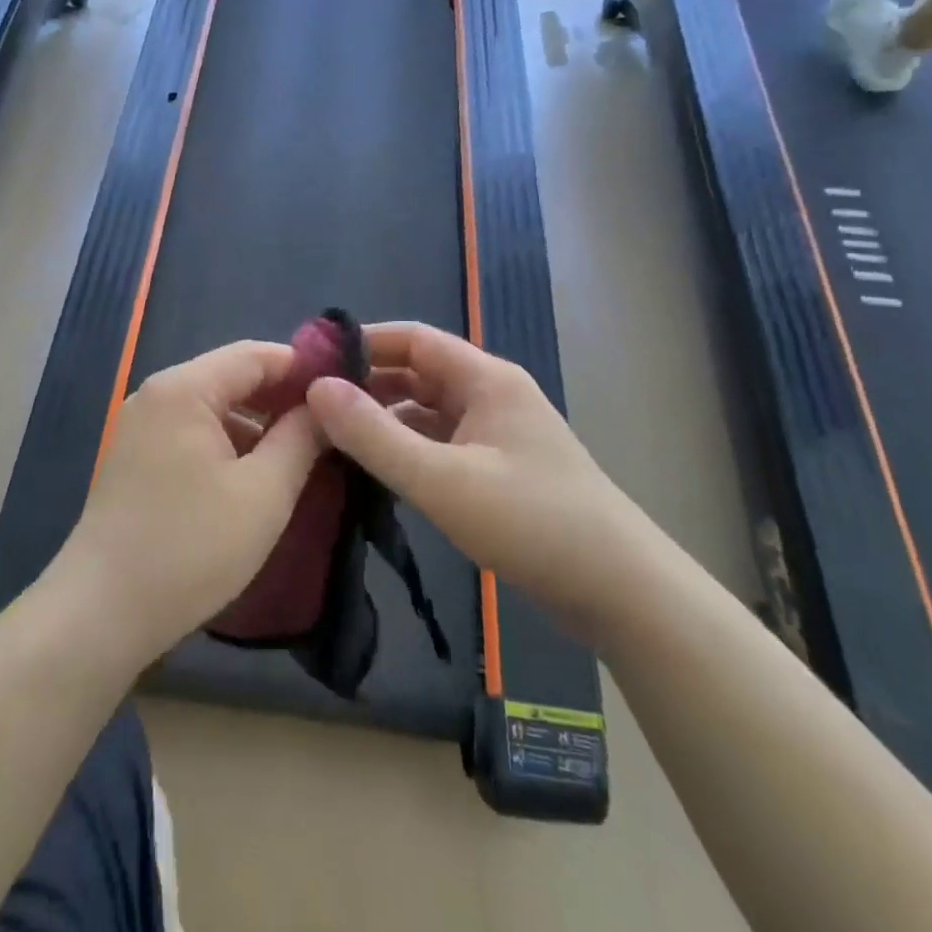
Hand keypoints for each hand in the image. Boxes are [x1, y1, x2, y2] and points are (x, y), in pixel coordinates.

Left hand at [55, 341, 325, 662]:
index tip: (344, 390)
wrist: (100, 612)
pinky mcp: (135, 457)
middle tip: (329, 425)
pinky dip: (227, 443)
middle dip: (281, 398)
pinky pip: (191, 432)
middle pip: (231, 377)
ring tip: (300, 453)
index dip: (302, 367)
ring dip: (255, 423)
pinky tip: (254, 474)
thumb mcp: (263, 493)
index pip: (254, 355)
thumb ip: (300, 440)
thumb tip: (324, 406)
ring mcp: (140, 425)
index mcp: (184, 388)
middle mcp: (157, 394)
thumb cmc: (190, 548)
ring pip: (212, 407)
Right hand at [304, 323, 641, 641]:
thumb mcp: (441, 479)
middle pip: (418, 372)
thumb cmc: (531, 523)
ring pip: (427, 410)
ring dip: (384, 418)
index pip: (413, 338)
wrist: (621, 592)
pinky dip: (407, 448)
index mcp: (485, 379)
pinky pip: (440, 442)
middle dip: (367, 383)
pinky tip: (376, 470)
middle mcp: (491, 395)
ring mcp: (497, 433)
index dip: (363, 342)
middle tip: (311, 403)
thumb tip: (315, 388)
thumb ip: (374, 435)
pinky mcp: (499, 469)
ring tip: (331, 436)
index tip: (312, 360)